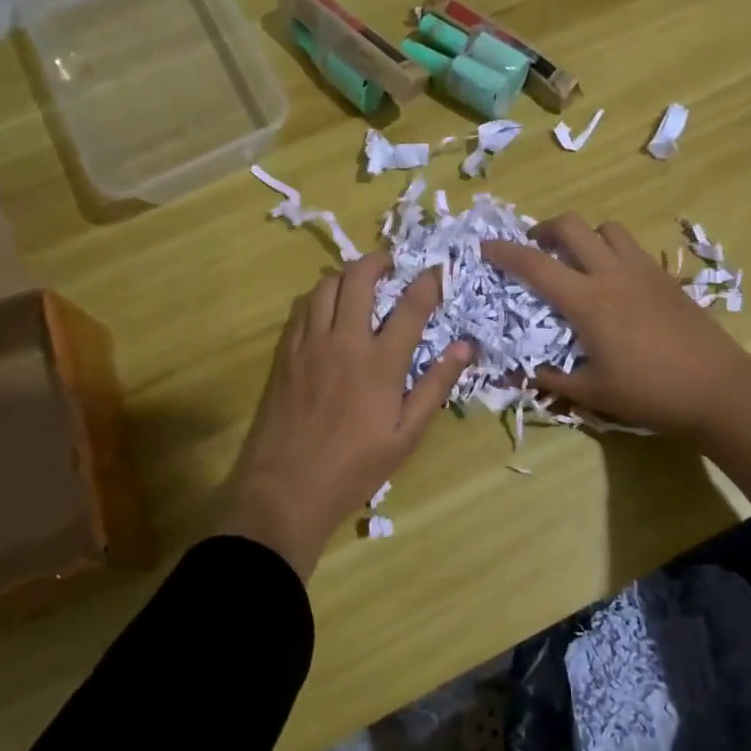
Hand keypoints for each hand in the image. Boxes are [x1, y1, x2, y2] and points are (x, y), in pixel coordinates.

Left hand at [220, 254, 472, 577]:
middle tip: (391, 263)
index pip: (410, 306)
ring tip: (359, 281)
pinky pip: (301, 308)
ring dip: (345, 275)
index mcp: (380, 363)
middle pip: (359, 279)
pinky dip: (318, 296)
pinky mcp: (285, 353)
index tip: (438, 271)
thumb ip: (435, 386)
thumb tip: (465, 347)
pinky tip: (326, 308)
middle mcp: (344, 341)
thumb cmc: (354, 467)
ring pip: (324, 286)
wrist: (286, 488)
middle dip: (378, 261)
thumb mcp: (406, 436)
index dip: (428, 282)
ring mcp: (310, 344)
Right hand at [483, 216, 750, 519]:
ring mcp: (643, 270)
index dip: (505, 252)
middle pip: (571, 226)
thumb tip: (515, 374)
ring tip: (576, 259)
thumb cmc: (650, 393)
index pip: (536, 265)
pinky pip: (631, 246)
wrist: (719, 388)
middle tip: (534, 248)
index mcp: (588, 301)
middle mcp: (612, 274)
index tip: (486, 247)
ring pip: (606, 228)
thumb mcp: (593, 393)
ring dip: (584, 235)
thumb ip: (551, 379)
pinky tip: (613, 280)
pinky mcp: (665, 276)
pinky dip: (611, 249)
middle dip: (544, 229)